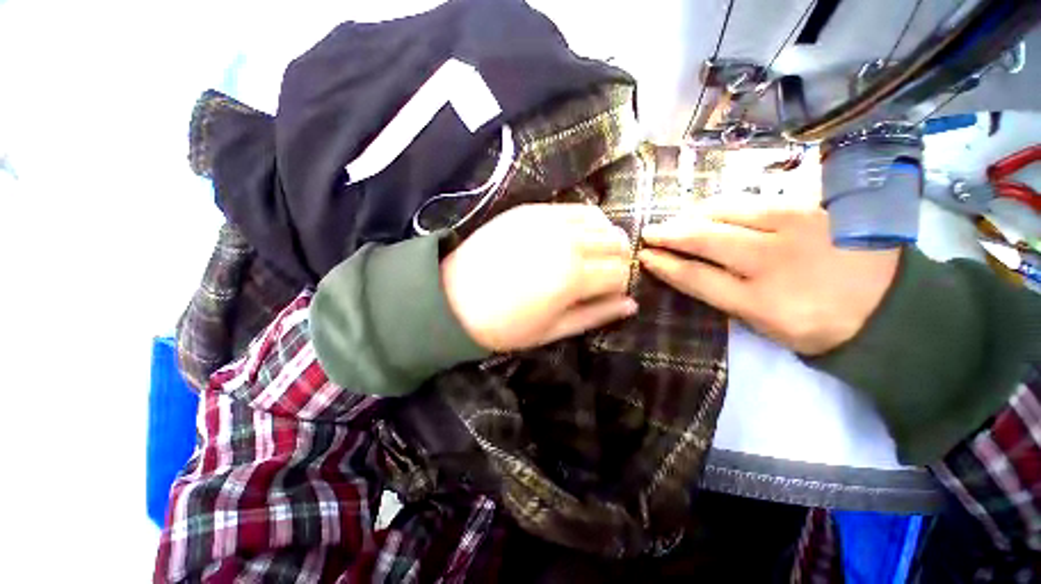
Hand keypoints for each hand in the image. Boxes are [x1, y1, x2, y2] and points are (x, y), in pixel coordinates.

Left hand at [442, 204, 636, 351]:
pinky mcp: (531, 210)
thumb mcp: (553, 330)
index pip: (621, 272)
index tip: (608, 294)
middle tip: (599, 277)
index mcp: (573, 277)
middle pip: (617, 242)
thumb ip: (596, 315)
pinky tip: (572, 239)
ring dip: (604, 239)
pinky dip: (585, 222)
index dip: (620, 285)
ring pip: (600, 221)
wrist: (452, 299)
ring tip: (588, 257)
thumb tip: (631, 304)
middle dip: (617, 261)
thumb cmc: (504, 325)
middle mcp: (567, 241)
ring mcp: (547, 220)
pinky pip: (574, 209)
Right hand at [638, 196, 900, 354]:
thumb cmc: (820, 326)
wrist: (891, 308)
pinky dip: (727, 203)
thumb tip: (690, 271)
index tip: (644, 256)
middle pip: (705, 239)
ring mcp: (796, 228)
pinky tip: (713, 207)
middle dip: (670, 233)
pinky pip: (757, 199)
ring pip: (727, 211)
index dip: (664, 265)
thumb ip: (726, 298)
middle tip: (650, 231)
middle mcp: (772, 261)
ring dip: (694, 214)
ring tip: (679, 217)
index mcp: (759, 301)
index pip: (695, 277)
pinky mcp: (815, 207)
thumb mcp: (767, 327)